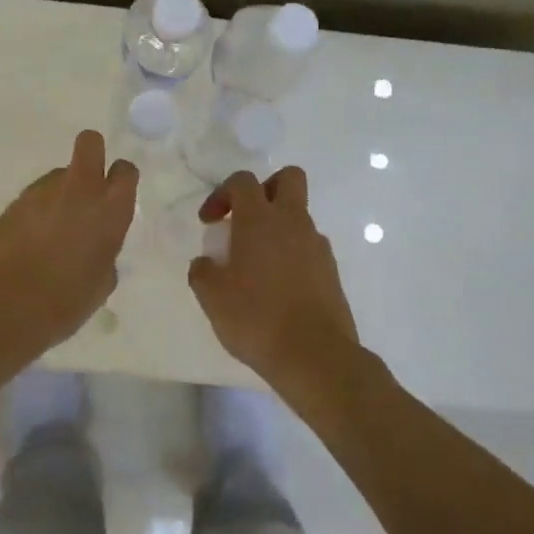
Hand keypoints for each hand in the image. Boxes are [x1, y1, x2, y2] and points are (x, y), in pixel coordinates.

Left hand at [0, 129, 137, 351]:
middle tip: (86, 183)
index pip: (125, 171)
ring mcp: (42, 191)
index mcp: (110, 210)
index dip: (120, 179)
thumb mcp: (101, 282)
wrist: (8, 304)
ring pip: (57, 175)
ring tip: (49, 231)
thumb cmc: (67, 301)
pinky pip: (33, 198)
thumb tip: (95, 248)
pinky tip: (28, 241)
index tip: (114, 195)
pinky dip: (34, 212)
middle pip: (90, 142)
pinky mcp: (14, 202)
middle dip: (91, 153)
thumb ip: (104, 253)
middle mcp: (80, 190)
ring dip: (58, 193)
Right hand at [189, 167, 359, 387]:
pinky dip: (293, 255)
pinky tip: (278, 287)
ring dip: (278, 228)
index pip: (243, 181)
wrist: (315, 355)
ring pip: (299, 216)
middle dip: (266, 189)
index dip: (222, 193)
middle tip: (246, 219)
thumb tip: (205, 263)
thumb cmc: (256, 318)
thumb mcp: (213, 297)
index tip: (209, 222)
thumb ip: (202, 272)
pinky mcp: (331, 271)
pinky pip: (309, 248)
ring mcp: (317, 246)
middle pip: (289, 178)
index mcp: (260, 220)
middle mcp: (292, 222)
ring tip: (257, 264)